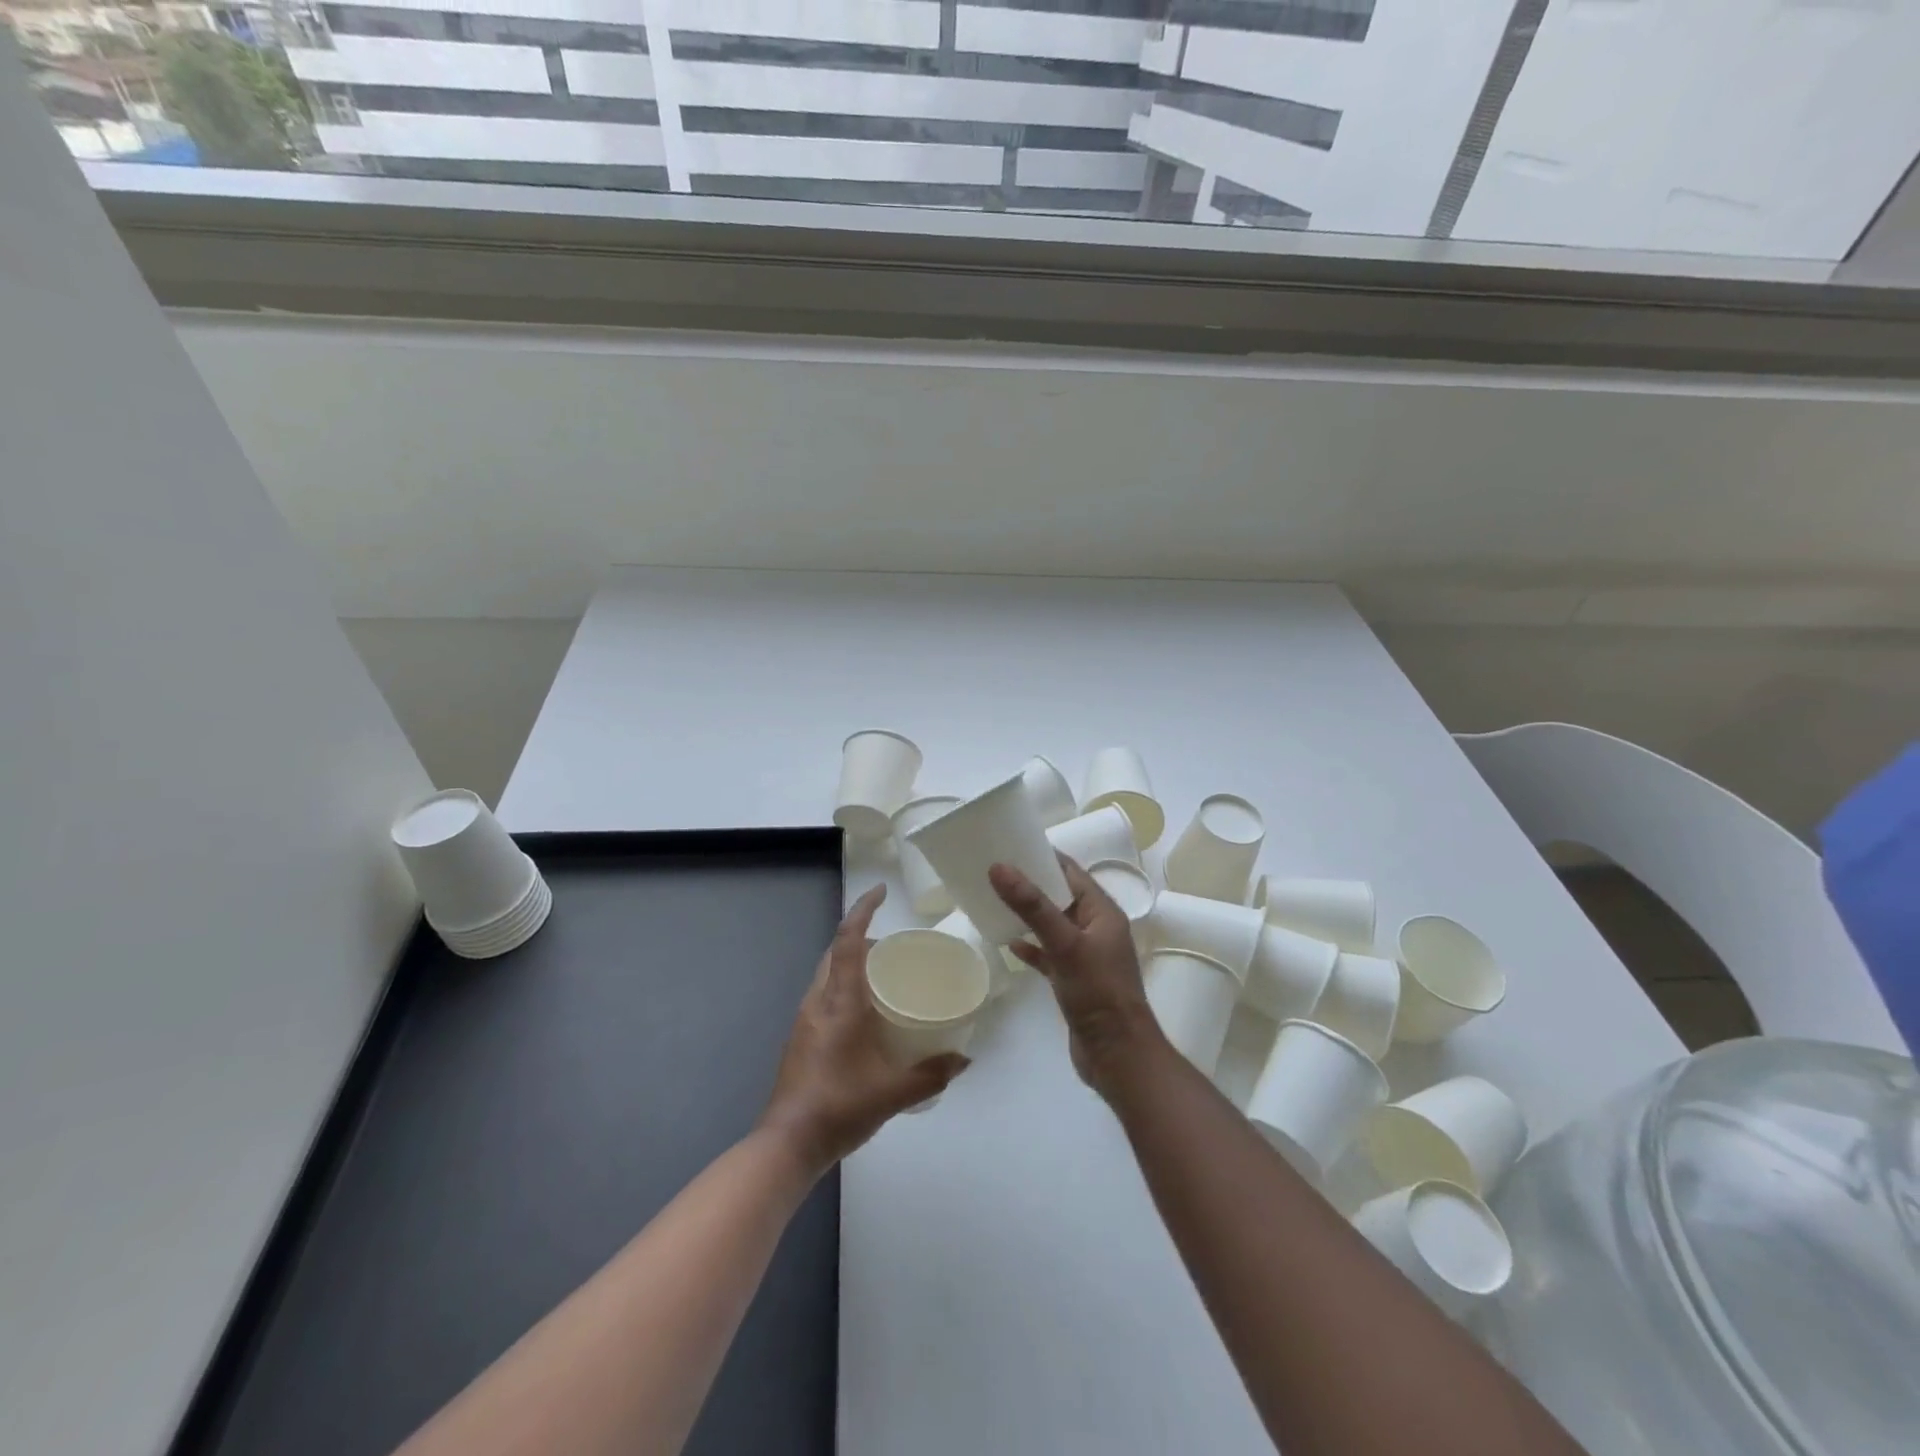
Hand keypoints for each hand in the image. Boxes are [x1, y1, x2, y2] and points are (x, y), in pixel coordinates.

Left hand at [759, 885, 969, 1176]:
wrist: (787, 1144)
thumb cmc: (839, 1108)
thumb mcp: (893, 1093)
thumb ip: (932, 1074)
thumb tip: (965, 1059)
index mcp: (840, 1002)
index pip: (848, 941)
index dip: (862, 910)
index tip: (880, 892)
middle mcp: (819, 1001)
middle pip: (836, 952)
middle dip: (862, 936)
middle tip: (896, 946)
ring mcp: (805, 1019)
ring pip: (828, 973)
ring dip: (852, 962)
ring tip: (886, 975)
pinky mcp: (801, 1036)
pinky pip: (825, 993)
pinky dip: (846, 985)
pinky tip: (867, 1012)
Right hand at [990, 856, 1164, 1100]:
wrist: (1117, 1056)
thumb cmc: (1098, 993)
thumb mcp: (1064, 944)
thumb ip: (1032, 906)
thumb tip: (999, 867)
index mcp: (1102, 912)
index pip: (1071, 872)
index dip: (1043, 856)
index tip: (1009, 845)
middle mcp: (1096, 929)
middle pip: (1060, 896)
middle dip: (1030, 883)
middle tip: (993, 871)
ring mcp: (1086, 956)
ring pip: (1053, 925)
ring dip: (1028, 914)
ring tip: (995, 901)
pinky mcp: (1074, 980)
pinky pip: (1049, 954)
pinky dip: (1031, 947)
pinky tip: (1009, 944)